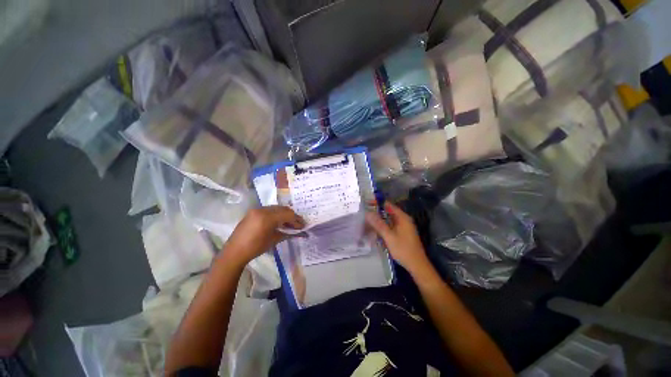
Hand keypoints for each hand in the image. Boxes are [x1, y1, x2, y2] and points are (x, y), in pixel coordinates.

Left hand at [225, 206, 304, 265]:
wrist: (235, 251)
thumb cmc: (255, 248)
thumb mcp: (274, 240)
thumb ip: (288, 233)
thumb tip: (300, 232)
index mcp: (267, 217)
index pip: (287, 214)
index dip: (296, 220)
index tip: (303, 226)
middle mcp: (262, 210)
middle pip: (283, 209)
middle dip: (292, 216)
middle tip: (298, 224)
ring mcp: (257, 209)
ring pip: (276, 208)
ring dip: (284, 214)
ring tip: (290, 223)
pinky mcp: (253, 211)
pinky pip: (269, 210)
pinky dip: (276, 214)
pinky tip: (279, 221)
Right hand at [366, 202, 432, 276]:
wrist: (417, 265)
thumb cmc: (403, 249)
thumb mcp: (389, 236)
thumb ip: (378, 224)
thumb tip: (368, 213)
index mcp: (403, 218)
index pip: (388, 205)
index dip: (377, 203)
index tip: (367, 204)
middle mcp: (404, 220)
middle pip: (388, 212)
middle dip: (377, 213)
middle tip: (365, 215)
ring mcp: (404, 227)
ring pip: (389, 220)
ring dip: (379, 221)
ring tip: (368, 223)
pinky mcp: (403, 233)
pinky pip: (391, 226)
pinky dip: (384, 227)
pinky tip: (376, 231)